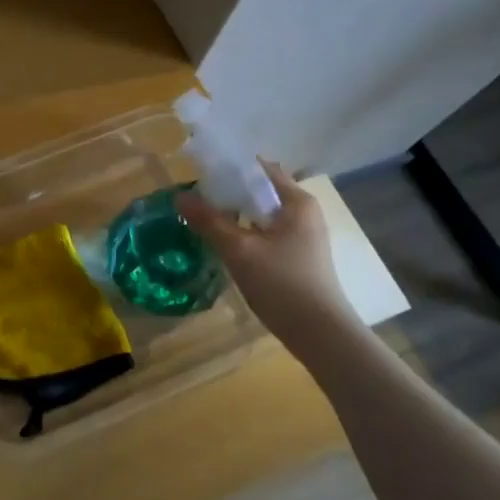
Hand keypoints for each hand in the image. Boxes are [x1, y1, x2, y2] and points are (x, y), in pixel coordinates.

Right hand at [177, 162, 352, 345]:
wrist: (319, 333)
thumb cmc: (282, 284)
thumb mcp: (239, 250)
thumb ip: (209, 221)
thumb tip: (180, 196)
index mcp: (296, 201)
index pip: (260, 168)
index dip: (230, 166)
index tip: (200, 173)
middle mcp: (303, 212)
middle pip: (259, 190)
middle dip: (227, 192)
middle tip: (195, 199)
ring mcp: (302, 235)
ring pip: (260, 214)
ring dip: (234, 213)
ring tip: (203, 219)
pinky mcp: (297, 255)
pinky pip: (265, 232)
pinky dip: (244, 232)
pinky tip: (224, 244)